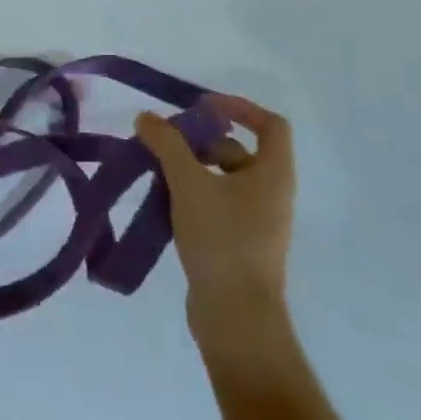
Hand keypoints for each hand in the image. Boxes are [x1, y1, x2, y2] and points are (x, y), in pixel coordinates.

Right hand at [136, 95, 294, 346]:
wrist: (235, 312)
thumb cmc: (221, 238)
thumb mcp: (189, 183)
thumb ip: (167, 145)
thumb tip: (147, 118)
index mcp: (273, 175)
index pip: (270, 125)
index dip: (239, 108)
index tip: (201, 106)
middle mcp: (270, 193)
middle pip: (238, 150)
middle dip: (200, 141)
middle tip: (164, 142)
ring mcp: (256, 220)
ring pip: (222, 178)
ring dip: (190, 168)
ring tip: (155, 170)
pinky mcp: (237, 242)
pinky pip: (215, 203)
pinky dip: (190, 193)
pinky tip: (162, 200)